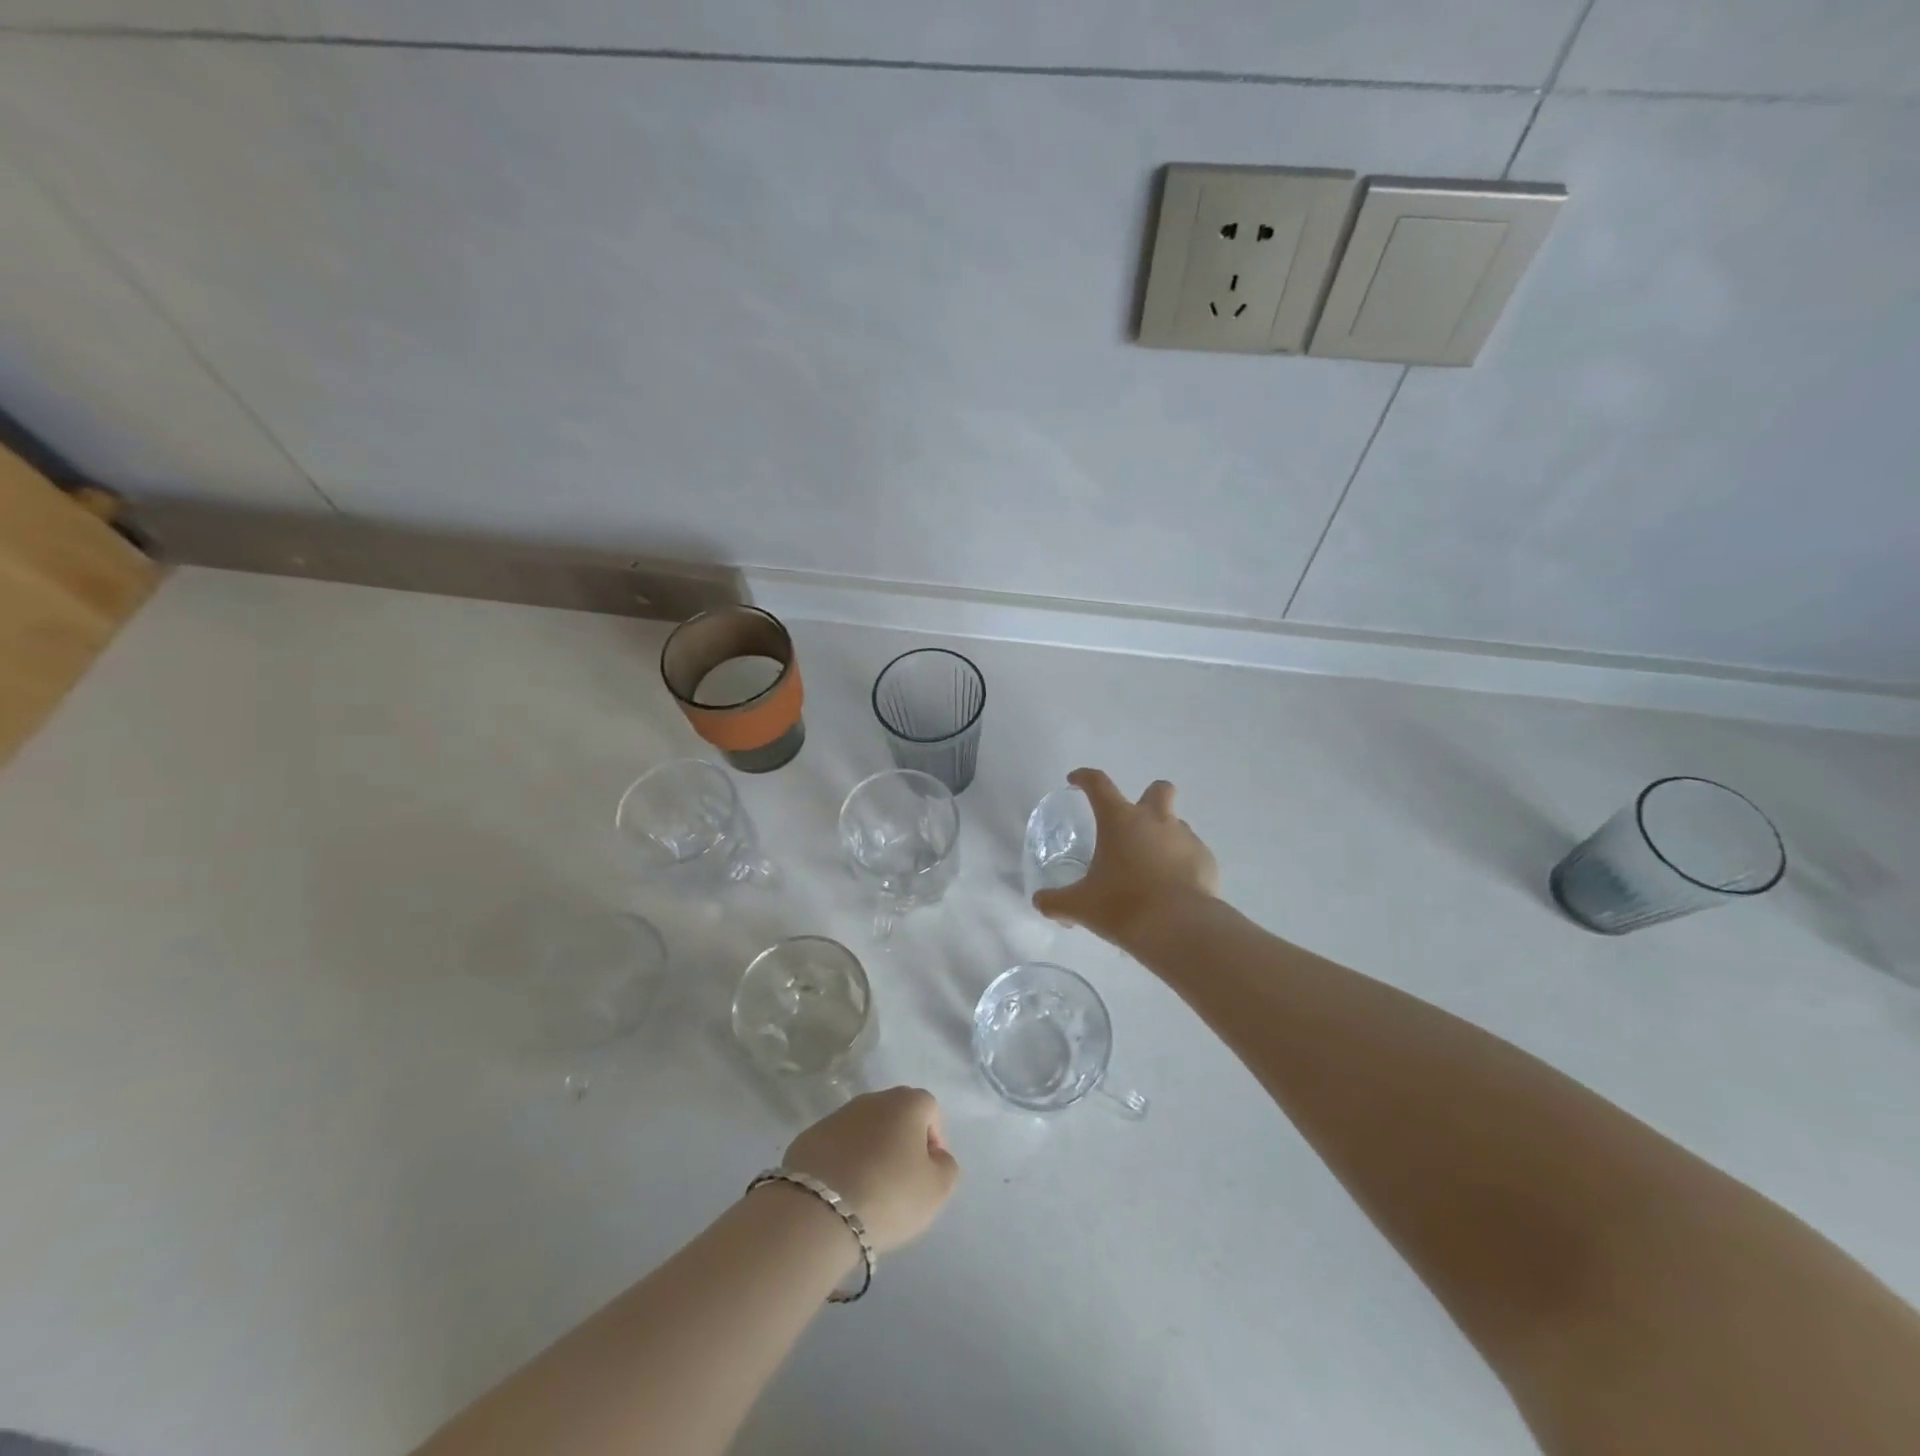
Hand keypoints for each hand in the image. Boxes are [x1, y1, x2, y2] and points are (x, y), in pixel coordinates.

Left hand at [782, 1087, 959, 1253]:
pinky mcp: (809, 1137)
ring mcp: (837, 1116)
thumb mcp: (936, 1190)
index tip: (928, 1173)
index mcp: (906, 1103)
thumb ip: (946, 1167)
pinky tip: (842, 1192)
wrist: (818, 1210)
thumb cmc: (889, 1195)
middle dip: (902, 1143)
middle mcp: (872, 1099)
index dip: (934, 1139)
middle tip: (901, 1182)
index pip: (930, 1109)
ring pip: (864, 1129)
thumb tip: (935, 1156)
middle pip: (895, 1115)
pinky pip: (836, 1146)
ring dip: (871, 1151)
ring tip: (869, 1191)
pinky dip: (843, 1162)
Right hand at [1032, 768, 1219, 946]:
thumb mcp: (1080, 906)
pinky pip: (1192, 854)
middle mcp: (1155, 820)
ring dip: (1163, 837)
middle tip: (1134, 825)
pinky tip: (1171, 890)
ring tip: (1150, 870)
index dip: (1084, 778)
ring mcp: (1186, 838)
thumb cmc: (1123, 906)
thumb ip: (1056, 902)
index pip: (1098, 784)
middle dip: (1148, 798)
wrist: (1180, 928)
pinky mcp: (1206, 861)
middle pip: (1158, 789)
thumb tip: (1041, 902)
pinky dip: (1181, 865)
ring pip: (1176, 824)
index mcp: (1120, 820)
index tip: (1075, 780)